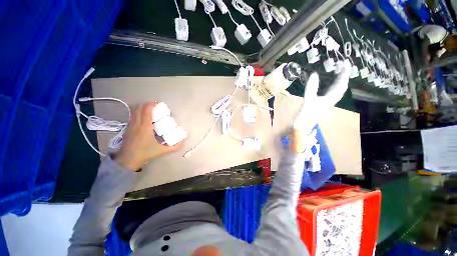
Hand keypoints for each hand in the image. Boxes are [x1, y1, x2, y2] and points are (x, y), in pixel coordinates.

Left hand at [114, 102, 183, 170]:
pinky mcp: (128, 128)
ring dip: (142, 108)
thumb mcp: (161, 150)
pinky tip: (143, 117)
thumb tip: (183, 143)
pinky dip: (138, 113)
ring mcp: (131, 125)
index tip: (158, 104)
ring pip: (135, 111)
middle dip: (147, 104)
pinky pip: (133, 116)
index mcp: (145, 127)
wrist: (127, 160)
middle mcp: (136, 123)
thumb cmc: (145, 153)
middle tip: (156, 106)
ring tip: (150, 110)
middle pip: (140, 108)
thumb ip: (174, 147)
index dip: (152, 104)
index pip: (147, 110)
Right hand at [291, 60, 349, 153]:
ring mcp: (325, 102)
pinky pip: (329, 92)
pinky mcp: (320, 104)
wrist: (302, 127)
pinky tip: (327, 84)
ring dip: (338, 81)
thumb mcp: (308, 101)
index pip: (341, 84)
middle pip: (341, 86)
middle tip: (342, 65)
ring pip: (336, 90)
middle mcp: (331, 100)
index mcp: (330, 99)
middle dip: (343, 76)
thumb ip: (311, 88)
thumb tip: (314, 74)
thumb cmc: (305, 115)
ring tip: (337, 72)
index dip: (345, 74)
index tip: (346, 63)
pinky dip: (330, 86)